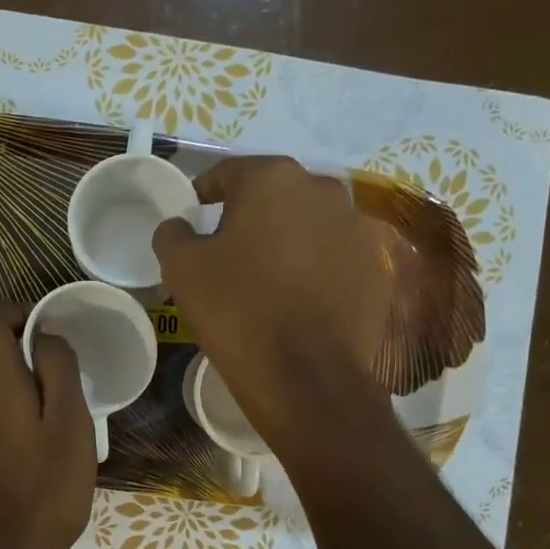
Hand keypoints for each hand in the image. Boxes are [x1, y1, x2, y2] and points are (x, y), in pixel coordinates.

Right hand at [154, 156, 391, 444]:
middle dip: (250, 215)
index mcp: (273, 179)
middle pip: (274, 195)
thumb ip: (173, 233)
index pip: (229, 172)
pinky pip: (334, 257)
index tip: (193, 213)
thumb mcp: (182, 268)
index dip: (205, 192)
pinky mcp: (376, 268)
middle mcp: (323, 190)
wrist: (305, 376)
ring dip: (286, 240)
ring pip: (308, 225)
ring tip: (265, 275)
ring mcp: (357, 229)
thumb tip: (180, 225)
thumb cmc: (237, 310)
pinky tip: (298, 297)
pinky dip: (314, 267)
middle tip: (228, 248)